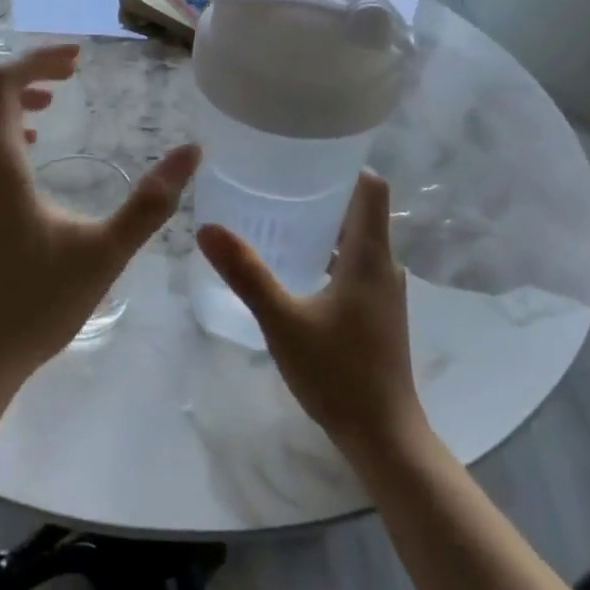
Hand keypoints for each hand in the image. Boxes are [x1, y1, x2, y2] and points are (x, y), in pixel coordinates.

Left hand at [0, 44, 199, 398]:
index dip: (39, 59)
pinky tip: (26, 154)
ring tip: (47, 109)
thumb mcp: (104, 252)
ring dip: (1, 99)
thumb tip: (192, 153)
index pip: (2, 81)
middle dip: (22, 73)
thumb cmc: (37, 303)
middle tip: (67, 79)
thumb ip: (151, 202)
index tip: (79, 59)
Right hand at [197, 172, 423, 456]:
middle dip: (322, 194)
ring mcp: (382, 292)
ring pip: (355, 242)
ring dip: (323, 227)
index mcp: (370, 256)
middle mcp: (383, 266)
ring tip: (277, 219)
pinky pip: (352, 267)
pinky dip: (326, 256)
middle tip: (275, 184)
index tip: (306, 155)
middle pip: (360, 212)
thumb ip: (246, 273)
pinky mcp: (376, 314)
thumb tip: (207, 228)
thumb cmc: (337, 372)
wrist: (383, 434)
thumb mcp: (283, 320)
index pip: (371, 189)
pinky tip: (292, 269)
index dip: (345, 165)